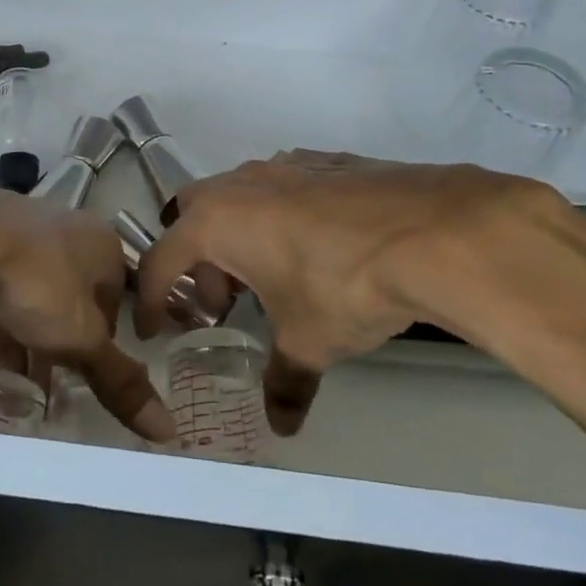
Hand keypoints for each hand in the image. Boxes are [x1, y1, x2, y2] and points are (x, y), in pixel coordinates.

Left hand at [0, 185, 174, 443]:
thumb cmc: (39, 283)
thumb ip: (119, 380)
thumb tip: (169, 429)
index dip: (101, 342)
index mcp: (102, 247)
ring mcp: (21, 231)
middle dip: (57, 344)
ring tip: (11, 382)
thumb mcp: (82, 338)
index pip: (114, 300)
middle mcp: (66, 231)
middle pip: (68, 298)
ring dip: (21, 338)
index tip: (84, 374)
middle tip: (45, 386)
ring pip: (28, 293)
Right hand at [135, 152, 575, 434]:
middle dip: (196, 259)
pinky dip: (280, 216)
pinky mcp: (327, 161)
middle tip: (223, 301)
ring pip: (239, 196)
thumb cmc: (345, 287)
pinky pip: (283, 187)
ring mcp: (285, 164)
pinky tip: (318, 248)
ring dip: (239, 235)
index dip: (150, 299)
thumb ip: (285, 380)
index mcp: (217, 222)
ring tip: (273, 277)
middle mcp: (241, 184)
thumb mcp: (308, 341)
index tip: (153, 327)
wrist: (434, 232)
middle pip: (192, 215)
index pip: (161, 261)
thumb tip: (281, 424)